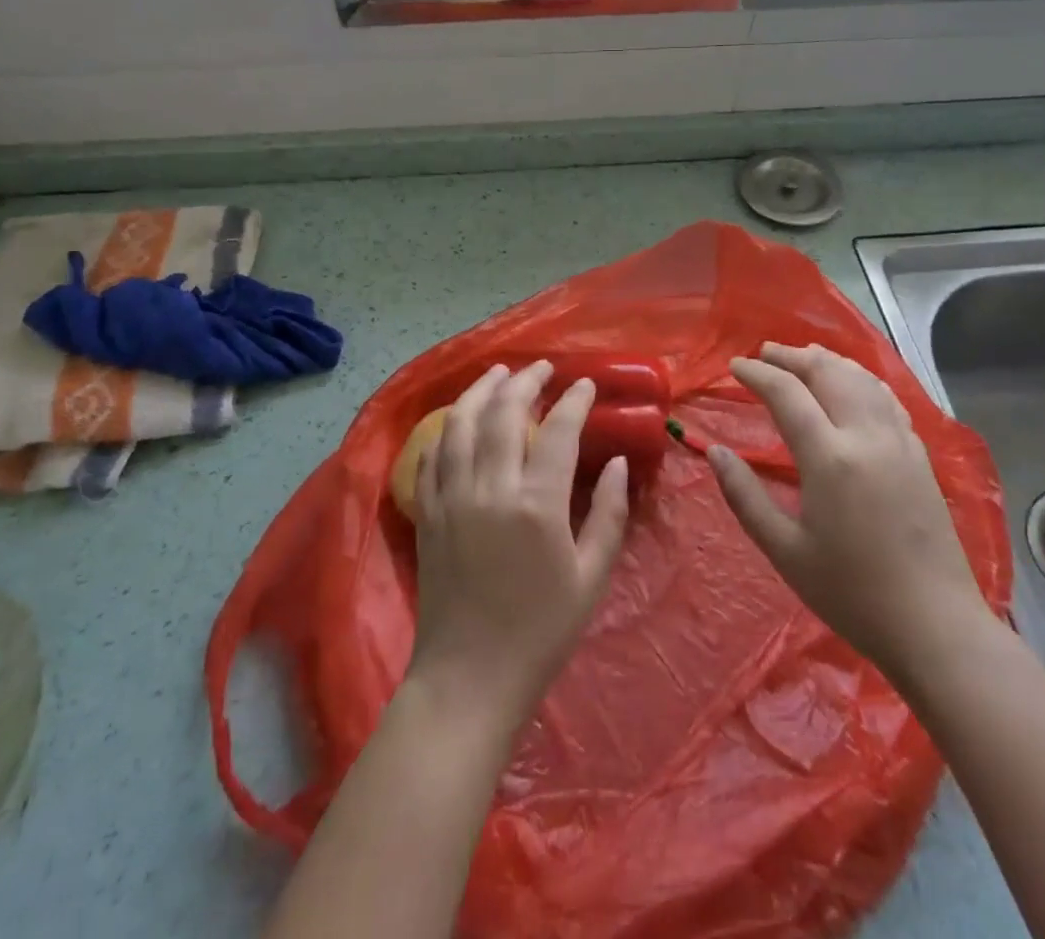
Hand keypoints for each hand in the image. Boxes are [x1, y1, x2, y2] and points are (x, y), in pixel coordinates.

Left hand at [407, 361, 630, 730]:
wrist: (470, 677)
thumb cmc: (541, 631)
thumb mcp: (591, 576)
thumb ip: (607, 513)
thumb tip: (617, 463)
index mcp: (537, 503)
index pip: (559, 429)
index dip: (574, 399)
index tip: (585, 383)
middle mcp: (490, 487)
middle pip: (504, 411)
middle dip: (525, 380)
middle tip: (542, 367)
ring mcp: (452, 496)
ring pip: (460, 423)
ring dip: (480, 390)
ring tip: (498, 373)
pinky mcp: (427, 511)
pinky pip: (431, 455)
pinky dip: (445, 428)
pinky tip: (457, 419)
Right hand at [710, 343, 992, 694]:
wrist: (935, 627)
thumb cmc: (851, 593)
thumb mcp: (784, 550)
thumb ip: (744, 495)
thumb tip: (715, 452)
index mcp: (829, 457)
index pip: (786, 393)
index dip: (757, 374)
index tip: (734, 368)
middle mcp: (866, 436)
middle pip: (827, 372)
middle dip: (791, 356)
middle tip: (764, 354)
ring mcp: (899, 442)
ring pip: (861, 379)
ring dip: (828, 361)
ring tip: (803, 358)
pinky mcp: (920, 455)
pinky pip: (886, 398)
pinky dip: (860, 379)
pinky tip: (852, 386)